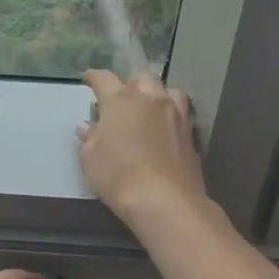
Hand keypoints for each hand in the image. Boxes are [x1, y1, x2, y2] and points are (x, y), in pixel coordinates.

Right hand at [77, 70, 209, 227]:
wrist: (165, 201)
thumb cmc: (117, 175)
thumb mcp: (89, 158)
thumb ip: (89, 137)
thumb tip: (89, 127)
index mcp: (120, 99)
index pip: (104, 78)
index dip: (93, 77)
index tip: (87, 80)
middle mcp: (150, 99)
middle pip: (141, 78)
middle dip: (128, 83)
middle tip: (120, 98)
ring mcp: (176, 115)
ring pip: (168, 91)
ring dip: (156, 95)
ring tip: (148, 108)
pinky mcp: (191, 135)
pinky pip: (181, 114)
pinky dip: (170, 115)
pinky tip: (163, 129)